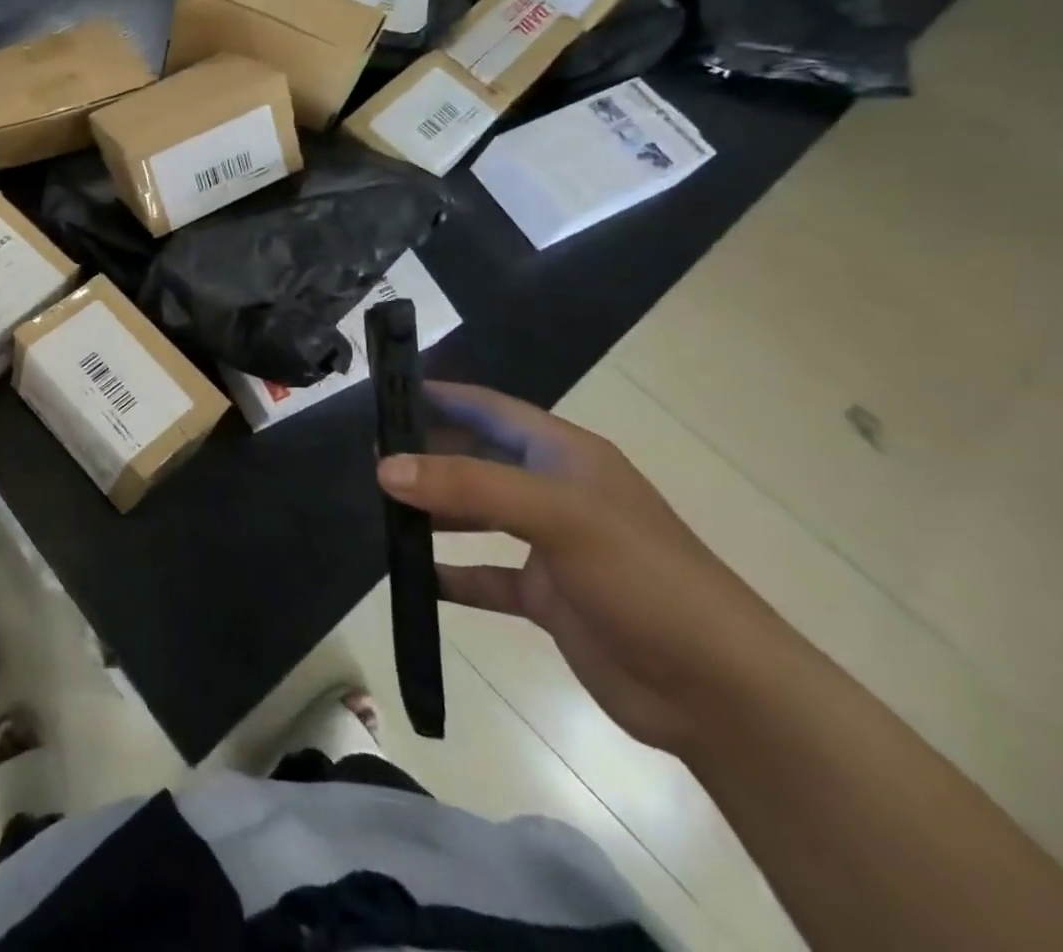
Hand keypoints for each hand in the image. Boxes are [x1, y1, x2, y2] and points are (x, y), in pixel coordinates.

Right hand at [378, 383, 796, 758]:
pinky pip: (484, 574)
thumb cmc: (643, 578)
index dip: (439, 396)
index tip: (384, 396)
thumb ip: (468, 486)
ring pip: (476, 515)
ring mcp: (550, 545)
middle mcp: (554, 490)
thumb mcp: (556, 516)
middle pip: (476, 458)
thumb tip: (385, 467)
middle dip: (426, 455)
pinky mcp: (547, 596)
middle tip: (368, 457)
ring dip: (434, 512)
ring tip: (380, 509)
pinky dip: (451, 574)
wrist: (722, 694)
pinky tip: (415, 577)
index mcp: (564, 455)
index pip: (489, 408)